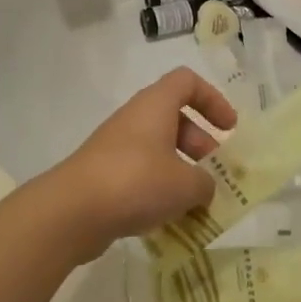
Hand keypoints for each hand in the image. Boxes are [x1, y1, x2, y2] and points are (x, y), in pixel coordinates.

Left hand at [44, 68, 238, 260]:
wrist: (72, 211)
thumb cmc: (136, 182)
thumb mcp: (185, 184)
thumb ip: (205, 183)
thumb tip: (203, 186)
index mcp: (155, 106)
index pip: (187, 82)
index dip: (212, 99)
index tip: (229, 129)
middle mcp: (135, 119)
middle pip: (174, 118)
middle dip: (200, 143)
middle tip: (215, 172)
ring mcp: (116, 147)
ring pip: (158, 149)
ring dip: (181, 170)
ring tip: (197, 203)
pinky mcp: (104, 175)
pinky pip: (140, 174)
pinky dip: (159, 190)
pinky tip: (170, 219)